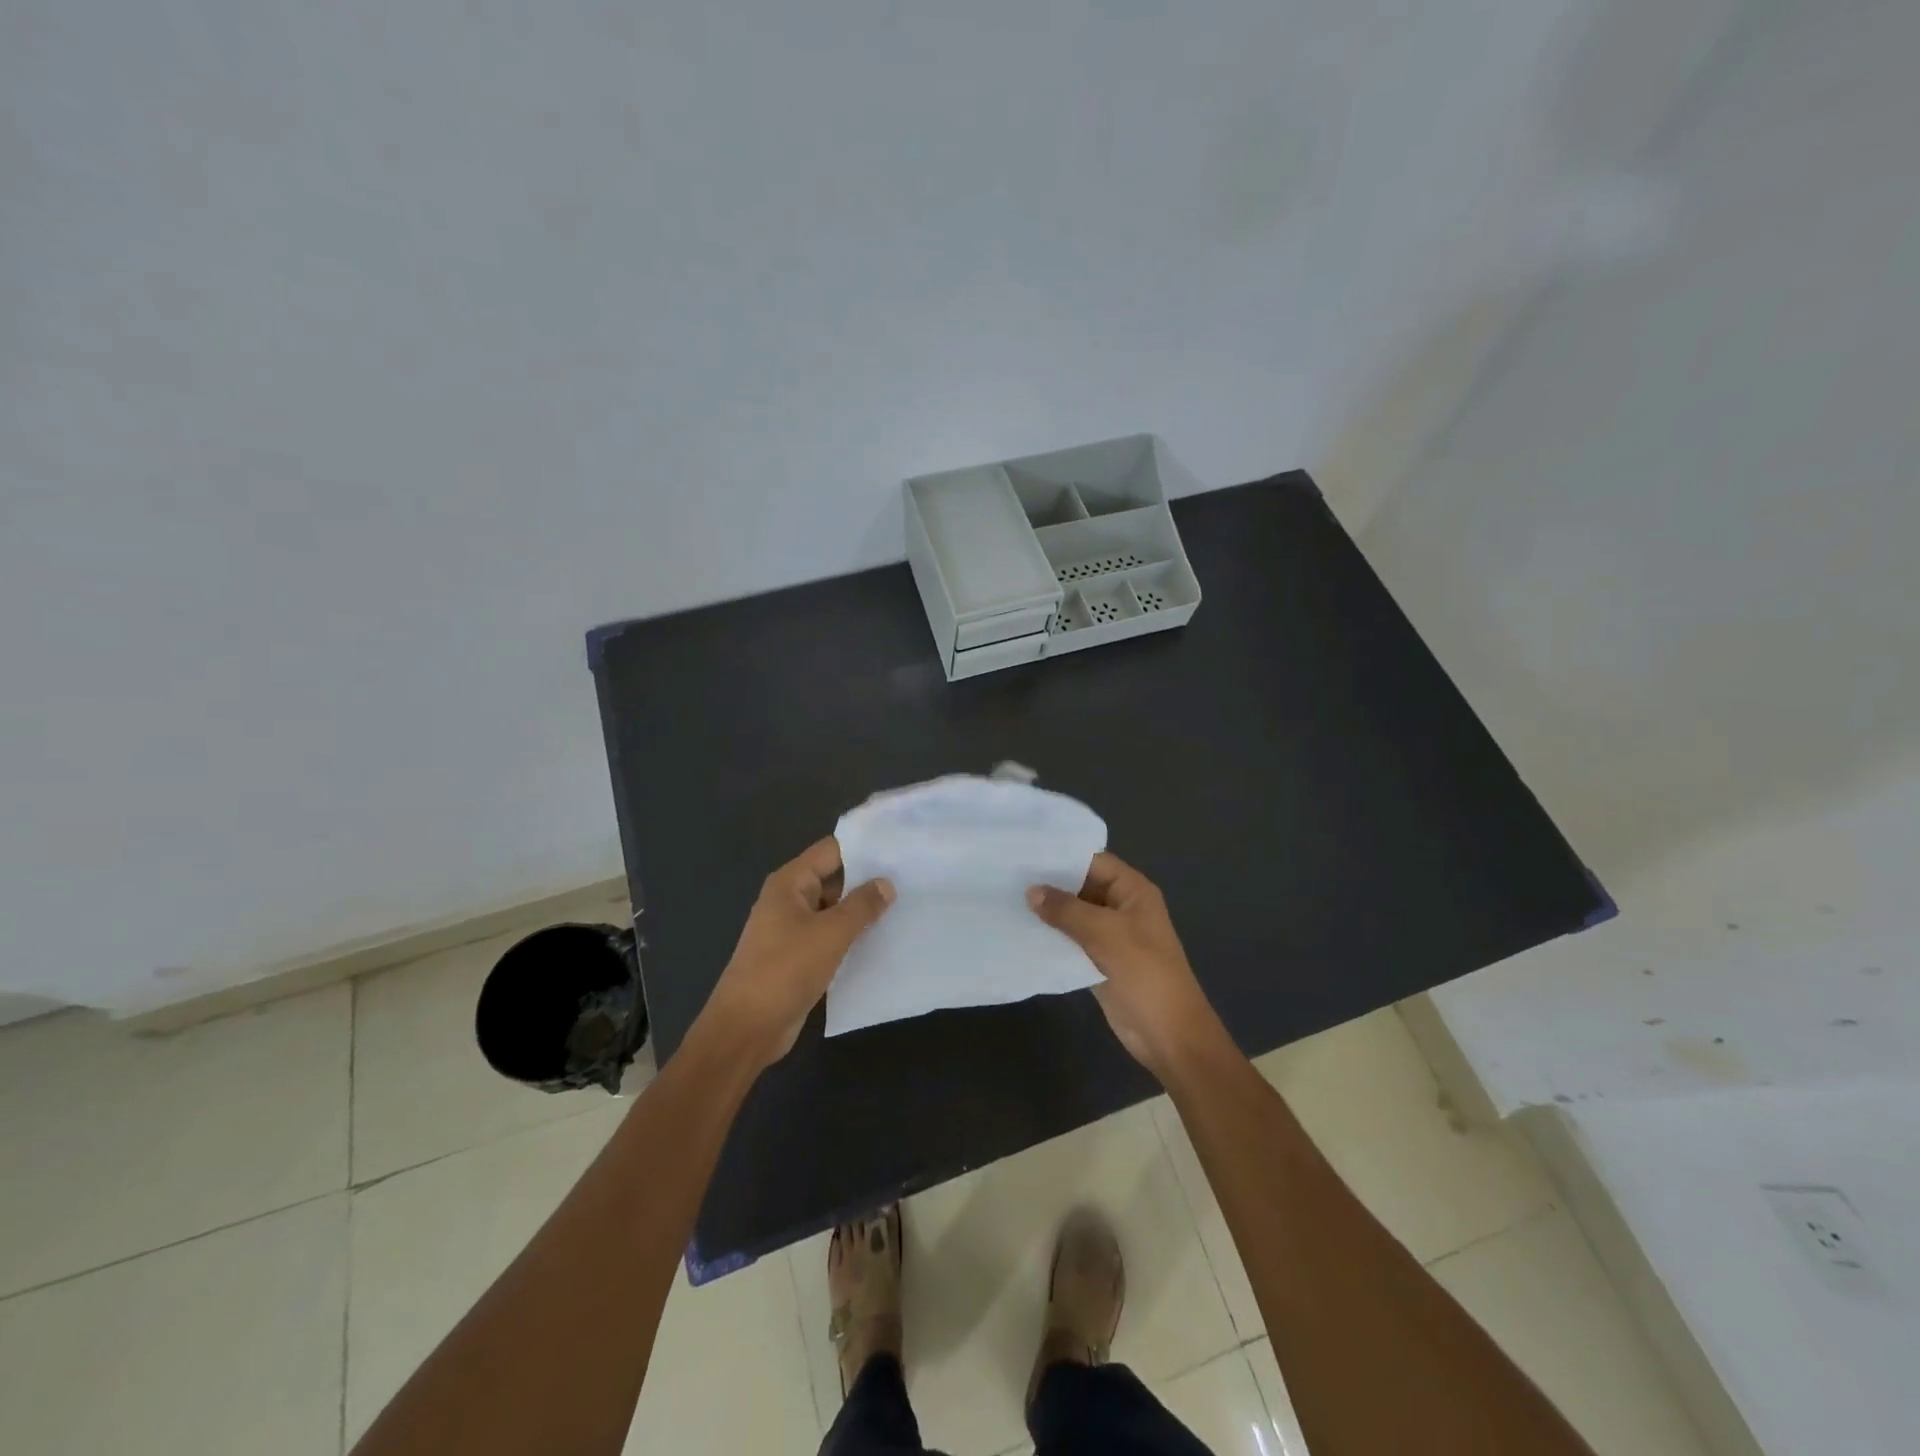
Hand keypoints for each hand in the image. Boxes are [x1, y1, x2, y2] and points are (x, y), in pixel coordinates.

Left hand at [699, 837, 893, 1070]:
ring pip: (835, 910)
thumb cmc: (785, 970)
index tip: (901, 846)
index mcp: (790, 883)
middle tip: (912, 877)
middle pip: (834, 879)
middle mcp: (790, 900)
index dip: (864, 846)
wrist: (747, 1029)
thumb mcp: (830, 933)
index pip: (832, 850)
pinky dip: (853, 936)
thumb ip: (861, 906)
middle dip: (869, 880)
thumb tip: (886, 883)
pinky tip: (884, 939)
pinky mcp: (799, 957)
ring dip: (863, 911)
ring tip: (907, 905)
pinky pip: (831, 937)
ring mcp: (793, 930)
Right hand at [1028, 852, 1223, 1077]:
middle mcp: (1121, 907)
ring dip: (1047, 912)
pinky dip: (1051, 937)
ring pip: (1073, 915)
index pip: (1093, 861)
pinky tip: (1021, 931)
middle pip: (1080, 886)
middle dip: (1049, 884)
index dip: (1061, 856)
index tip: (1024, 853)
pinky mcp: (1098, 960)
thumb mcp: (1105, 933)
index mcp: (1133, 891)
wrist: (1168, 1034)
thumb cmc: (1144, 973)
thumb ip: (1066, 910)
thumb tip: (1031, 891)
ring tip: (1006, 900)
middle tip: (1006, 876)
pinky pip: (1071, 941)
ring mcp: (1110, 935)